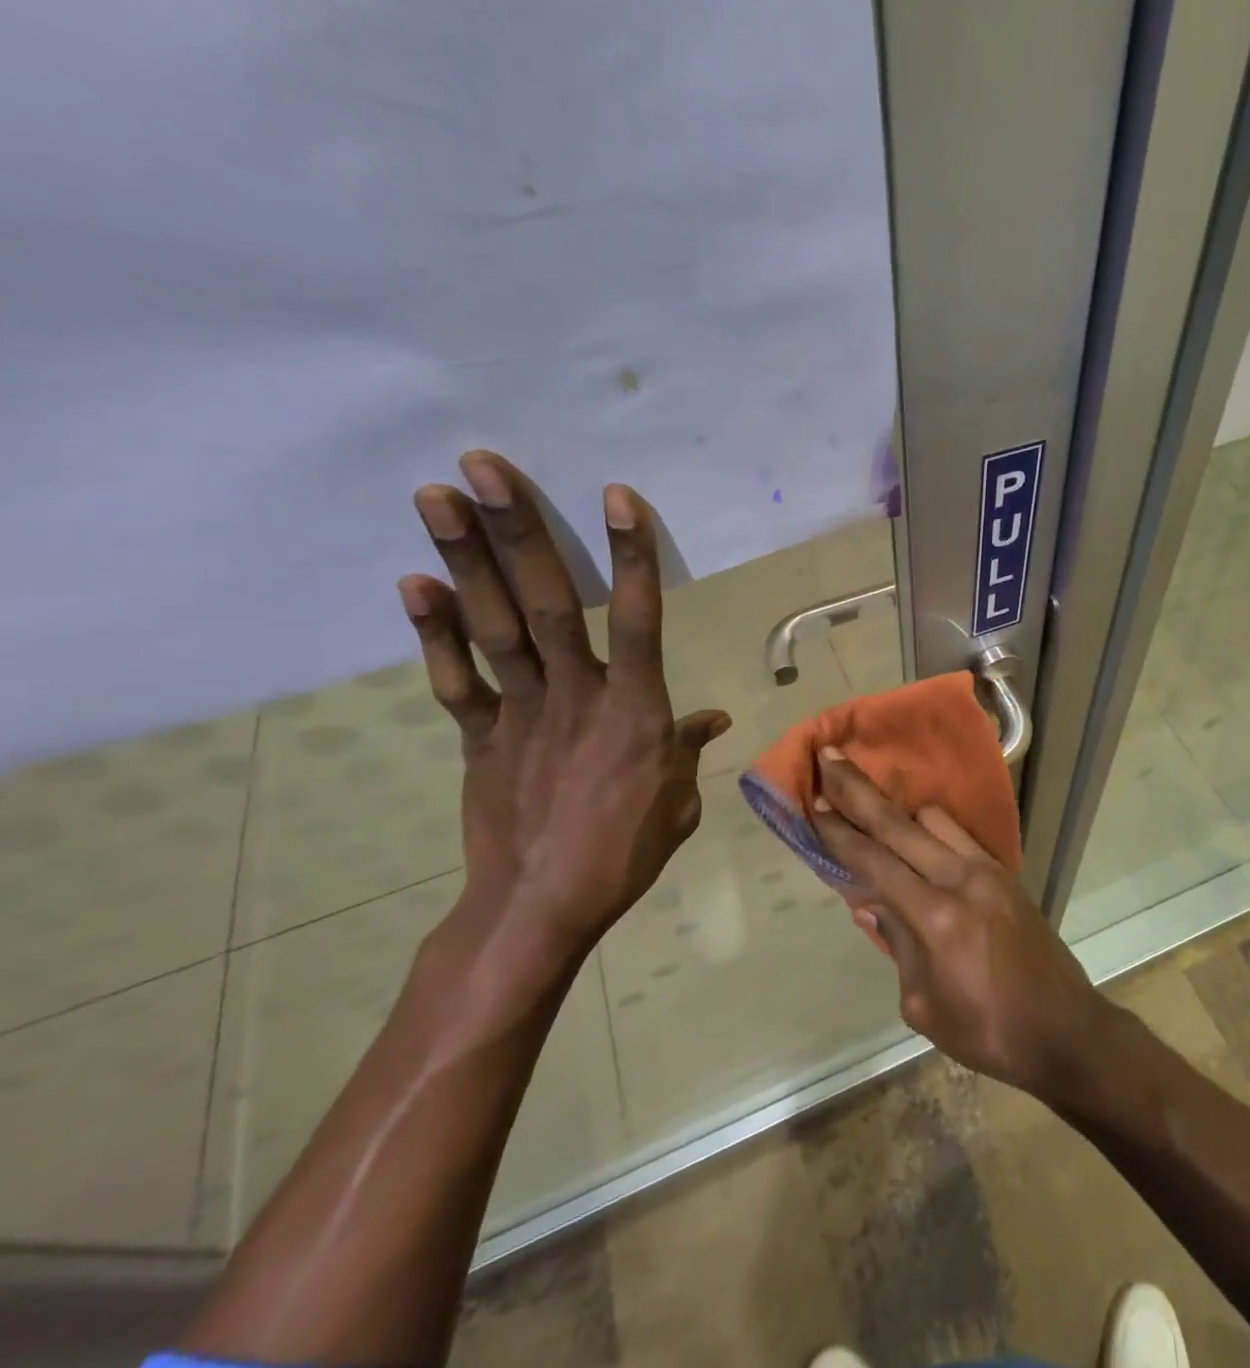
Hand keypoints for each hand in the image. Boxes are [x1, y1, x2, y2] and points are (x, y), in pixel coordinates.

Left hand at [399, 451, 729, 964]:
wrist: (541, 905)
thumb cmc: (625, 851)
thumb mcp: (678, 800)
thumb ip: (688, 749)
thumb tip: (715, 719)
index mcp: (637, 710)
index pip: (641, 620)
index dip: (631, 557)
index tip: (617, 497)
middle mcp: (577, 696)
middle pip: (548, 604)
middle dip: (519, 533)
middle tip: (483, 467)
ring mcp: (521, 712)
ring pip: (493, 627)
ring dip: (464, 560)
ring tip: (436, 496)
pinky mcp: (478, 736)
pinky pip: (455, 679)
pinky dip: (432, 632)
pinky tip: (411, 583)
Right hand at [810, 748, 1114, 1101]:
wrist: (1064, 1028)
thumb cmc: (988, 1032)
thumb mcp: (924, 1006)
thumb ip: (897, 944)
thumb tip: (871, 903)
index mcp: (937, 918)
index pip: (876, 863)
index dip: (841, 832)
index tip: (814, 803)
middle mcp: (962, 879)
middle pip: (899, 824)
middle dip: (859, 791)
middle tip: (829, 759)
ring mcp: (989, 869)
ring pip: (933, 819)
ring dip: (898, 812)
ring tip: (869, 808)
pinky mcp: (1006, 871)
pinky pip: (959, 834)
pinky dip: (930, 829)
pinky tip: (916, 836)